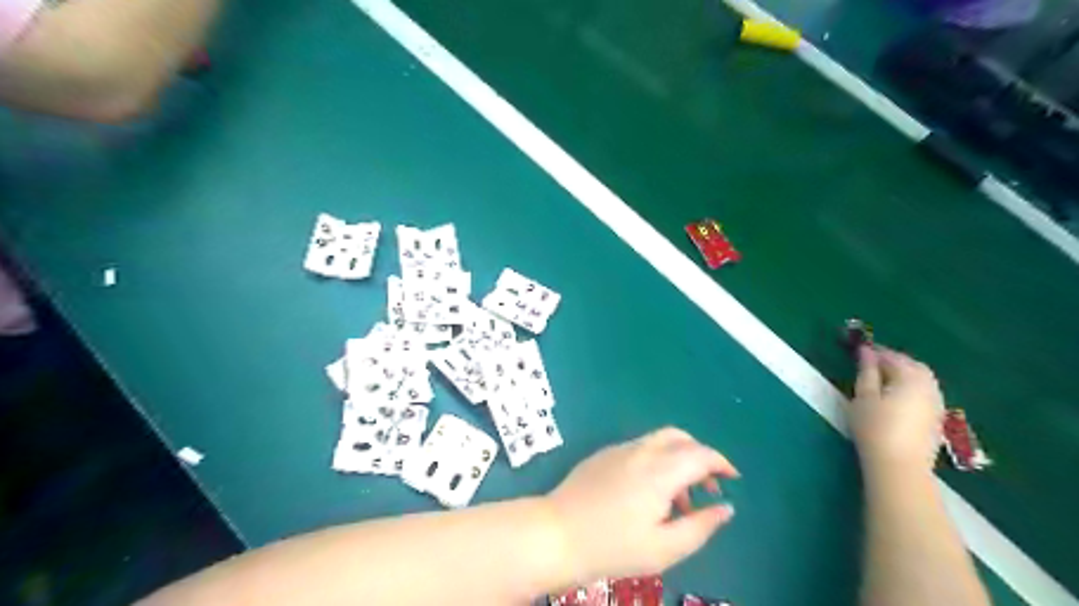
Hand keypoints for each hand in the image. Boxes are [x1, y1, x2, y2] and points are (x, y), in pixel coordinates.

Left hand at [545, 427, 737, 581]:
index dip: (721, 463)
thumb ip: (701, 526)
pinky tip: (648, 493)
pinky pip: (639, 448)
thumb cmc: (613, 546)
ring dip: (677, 459)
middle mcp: (641, 450)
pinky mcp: (603, 455)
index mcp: (660, 470)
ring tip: (678, 500)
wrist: (557, 533)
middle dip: (700, 456)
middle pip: (680, 438)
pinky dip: (656, 461)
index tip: (733, 479)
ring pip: (658, 441)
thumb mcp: (665, 548)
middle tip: (707, 486)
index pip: (700, 454)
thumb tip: (726, 508)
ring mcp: (619, 449)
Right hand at [852, 344, 945, 473]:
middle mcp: (929, 386)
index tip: (859, 350)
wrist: (900, 466)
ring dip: (904, 374)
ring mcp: (937, 402)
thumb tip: (866, 351)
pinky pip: (926, 392)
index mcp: (910, 377)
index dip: (875, 352)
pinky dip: (912, 387)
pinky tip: (897, 397)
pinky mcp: (937, 418)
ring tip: (883, 380)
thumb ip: (866, 372)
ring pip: (922, 379)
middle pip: (913, 365)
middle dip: (893, 360)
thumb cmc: (875, 428)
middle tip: (871, 364)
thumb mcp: (863, 397)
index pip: (892, 357)